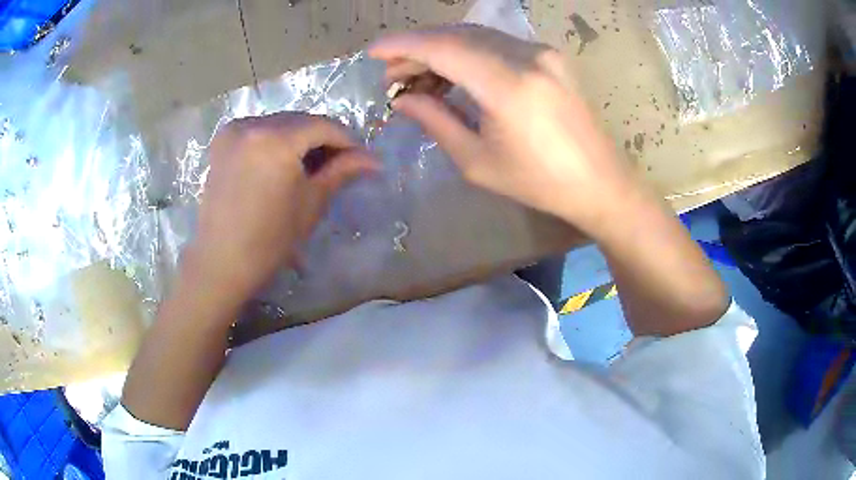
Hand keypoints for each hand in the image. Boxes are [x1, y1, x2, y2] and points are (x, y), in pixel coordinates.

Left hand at [183, 113, 377, 307]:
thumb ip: (341, 171)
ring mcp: (234, 130)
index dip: (347, 140)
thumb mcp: (311, 203)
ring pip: (280, 122)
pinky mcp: (222, 140)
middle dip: (323, 138)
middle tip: (340, 162)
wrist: (221, 260)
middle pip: (300, 120)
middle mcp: (252, 124)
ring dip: (300, 137)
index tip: (361, 158)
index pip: (323, 125)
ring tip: (311, 164)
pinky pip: (260, 129)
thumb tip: (374, 160)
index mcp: (275, 140)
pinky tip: (283, 161)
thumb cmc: (269, 239)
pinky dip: (277, 139)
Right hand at [370, 25, 637, 236]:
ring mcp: (543, 52)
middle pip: (458, 35)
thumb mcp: (477, 161)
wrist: (599, 182)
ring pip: (477, 36)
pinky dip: (469, 53)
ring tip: (418, 77)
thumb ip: (436, 121)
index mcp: (509, 85)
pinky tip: (455, 73)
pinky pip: (498, 44)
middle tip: (393, 74)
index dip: (403, 45)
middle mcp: (527, 56)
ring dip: (443, 50)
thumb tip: (404, 99)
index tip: (373, 52)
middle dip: (418, 49)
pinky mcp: (550, 57)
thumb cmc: (539, 182)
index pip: (443, 48)